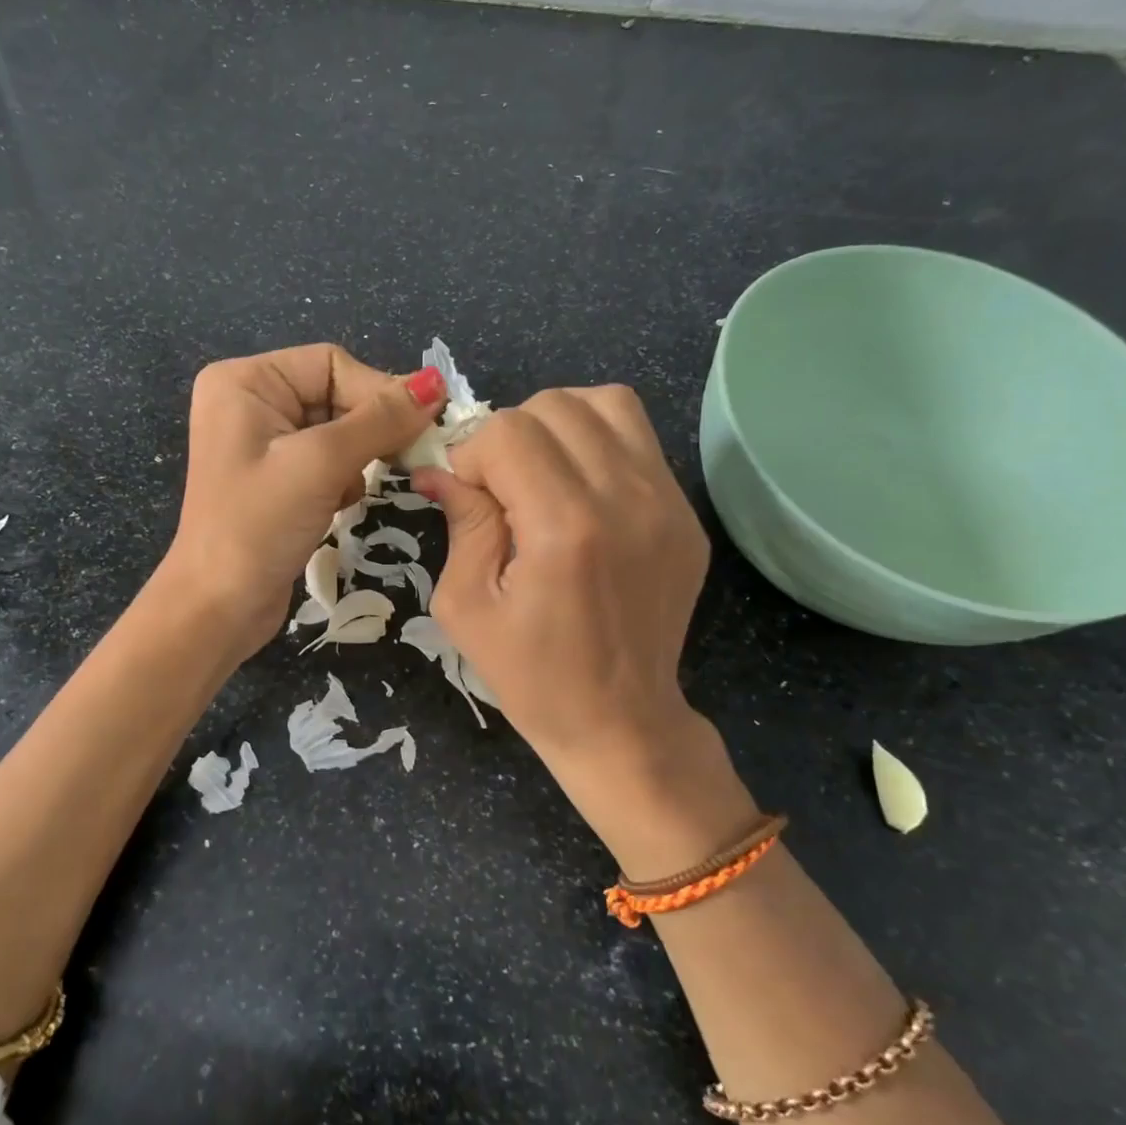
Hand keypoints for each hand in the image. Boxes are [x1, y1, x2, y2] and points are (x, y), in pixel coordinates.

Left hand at [165, 344, 444, 655]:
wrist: (219, 607)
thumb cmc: (258, 525)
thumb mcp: (321, 464)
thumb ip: (380, 420)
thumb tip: (436, 383)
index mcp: (245, 381)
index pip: (332, 364)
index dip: (379, 391)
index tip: (421, 426)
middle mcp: (250, 402)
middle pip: (336, 395)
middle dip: (367, 431)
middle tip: (403, 459)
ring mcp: (262, 443)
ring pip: (338, 431)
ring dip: (356, 460)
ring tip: (347, 492)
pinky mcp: (276, 479)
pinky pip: (326, 461)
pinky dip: (343, 480)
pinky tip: (336, 507)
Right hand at [414, 389, 752, 869]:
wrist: (622, 721)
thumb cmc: (532, 677)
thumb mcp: (467, 607)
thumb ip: (461, 522)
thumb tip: (440, 468)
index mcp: (565, 529)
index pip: (509, 431)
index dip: (472, 453)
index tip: (466, 494)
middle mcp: (625, 499)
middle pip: (555, 406)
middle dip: (510, 435)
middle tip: (500, 487)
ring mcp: (667, 502)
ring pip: (604, 403)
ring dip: (558, 425)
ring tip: (540, 473)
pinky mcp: (686, 513)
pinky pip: (639, 438)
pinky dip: (597, 443)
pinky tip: (579, 490)